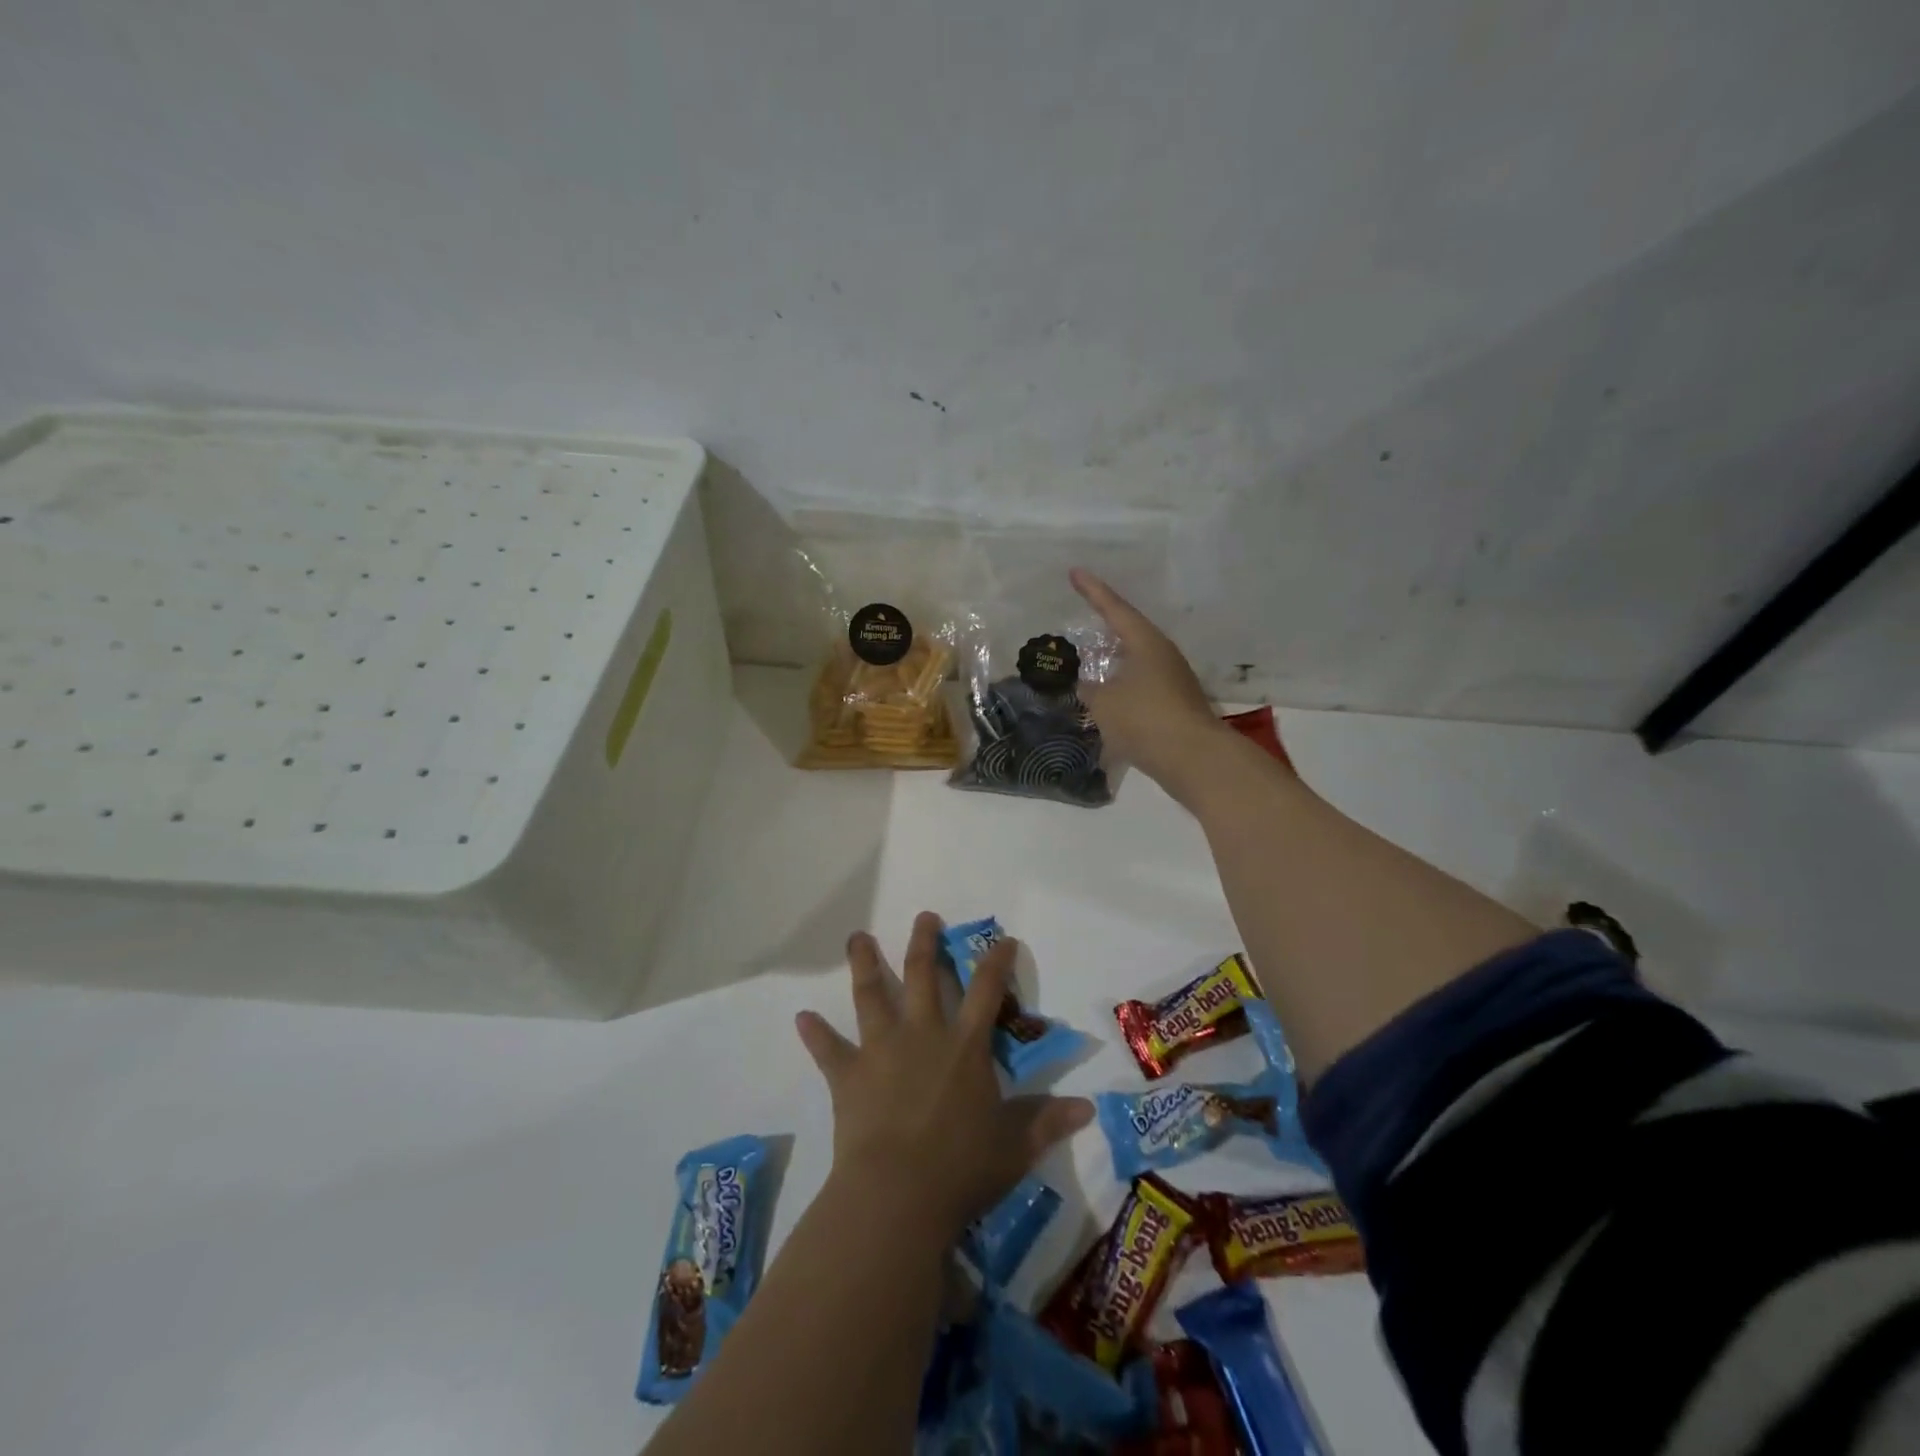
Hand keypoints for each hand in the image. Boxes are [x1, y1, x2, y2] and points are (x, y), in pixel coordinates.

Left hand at [795, 913, 1093, 1239]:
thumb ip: (1047, 1121)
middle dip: (925, 943)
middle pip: (924, 977)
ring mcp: (881, 1050)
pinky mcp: (848, 1076)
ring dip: (865, 965)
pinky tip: (801, 1017)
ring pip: (872, 996)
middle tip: (924, 916)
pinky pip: (828, 1050)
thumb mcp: (1015, 1146)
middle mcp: (923, 1035)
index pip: (986, 992)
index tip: (1002, 939)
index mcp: (964, 1047)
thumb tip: (1088, 1109)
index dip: (996, 963)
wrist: (898, 1195)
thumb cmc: (962, 1168)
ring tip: (858, 938)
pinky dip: (815, 1034)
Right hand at [1071, 568, 1233, 790]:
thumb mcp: (1104, 702)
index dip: (1092, 591)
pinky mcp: (1174, 707)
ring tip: (1089, 666)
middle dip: (1105, 629)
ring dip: (1112, 664)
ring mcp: (1172, 682)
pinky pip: (1140, 689)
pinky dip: (1120, 690)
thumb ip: (1090, 689)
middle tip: (1083, 621)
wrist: (1193, 759)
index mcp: (1146, 643)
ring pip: (1135, 664)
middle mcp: (1162, 656)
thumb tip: (1086, 685)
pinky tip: (1106, 703)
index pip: (1114, 609)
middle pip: (1129, 635)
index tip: (1074, 573)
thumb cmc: (1145, 719)